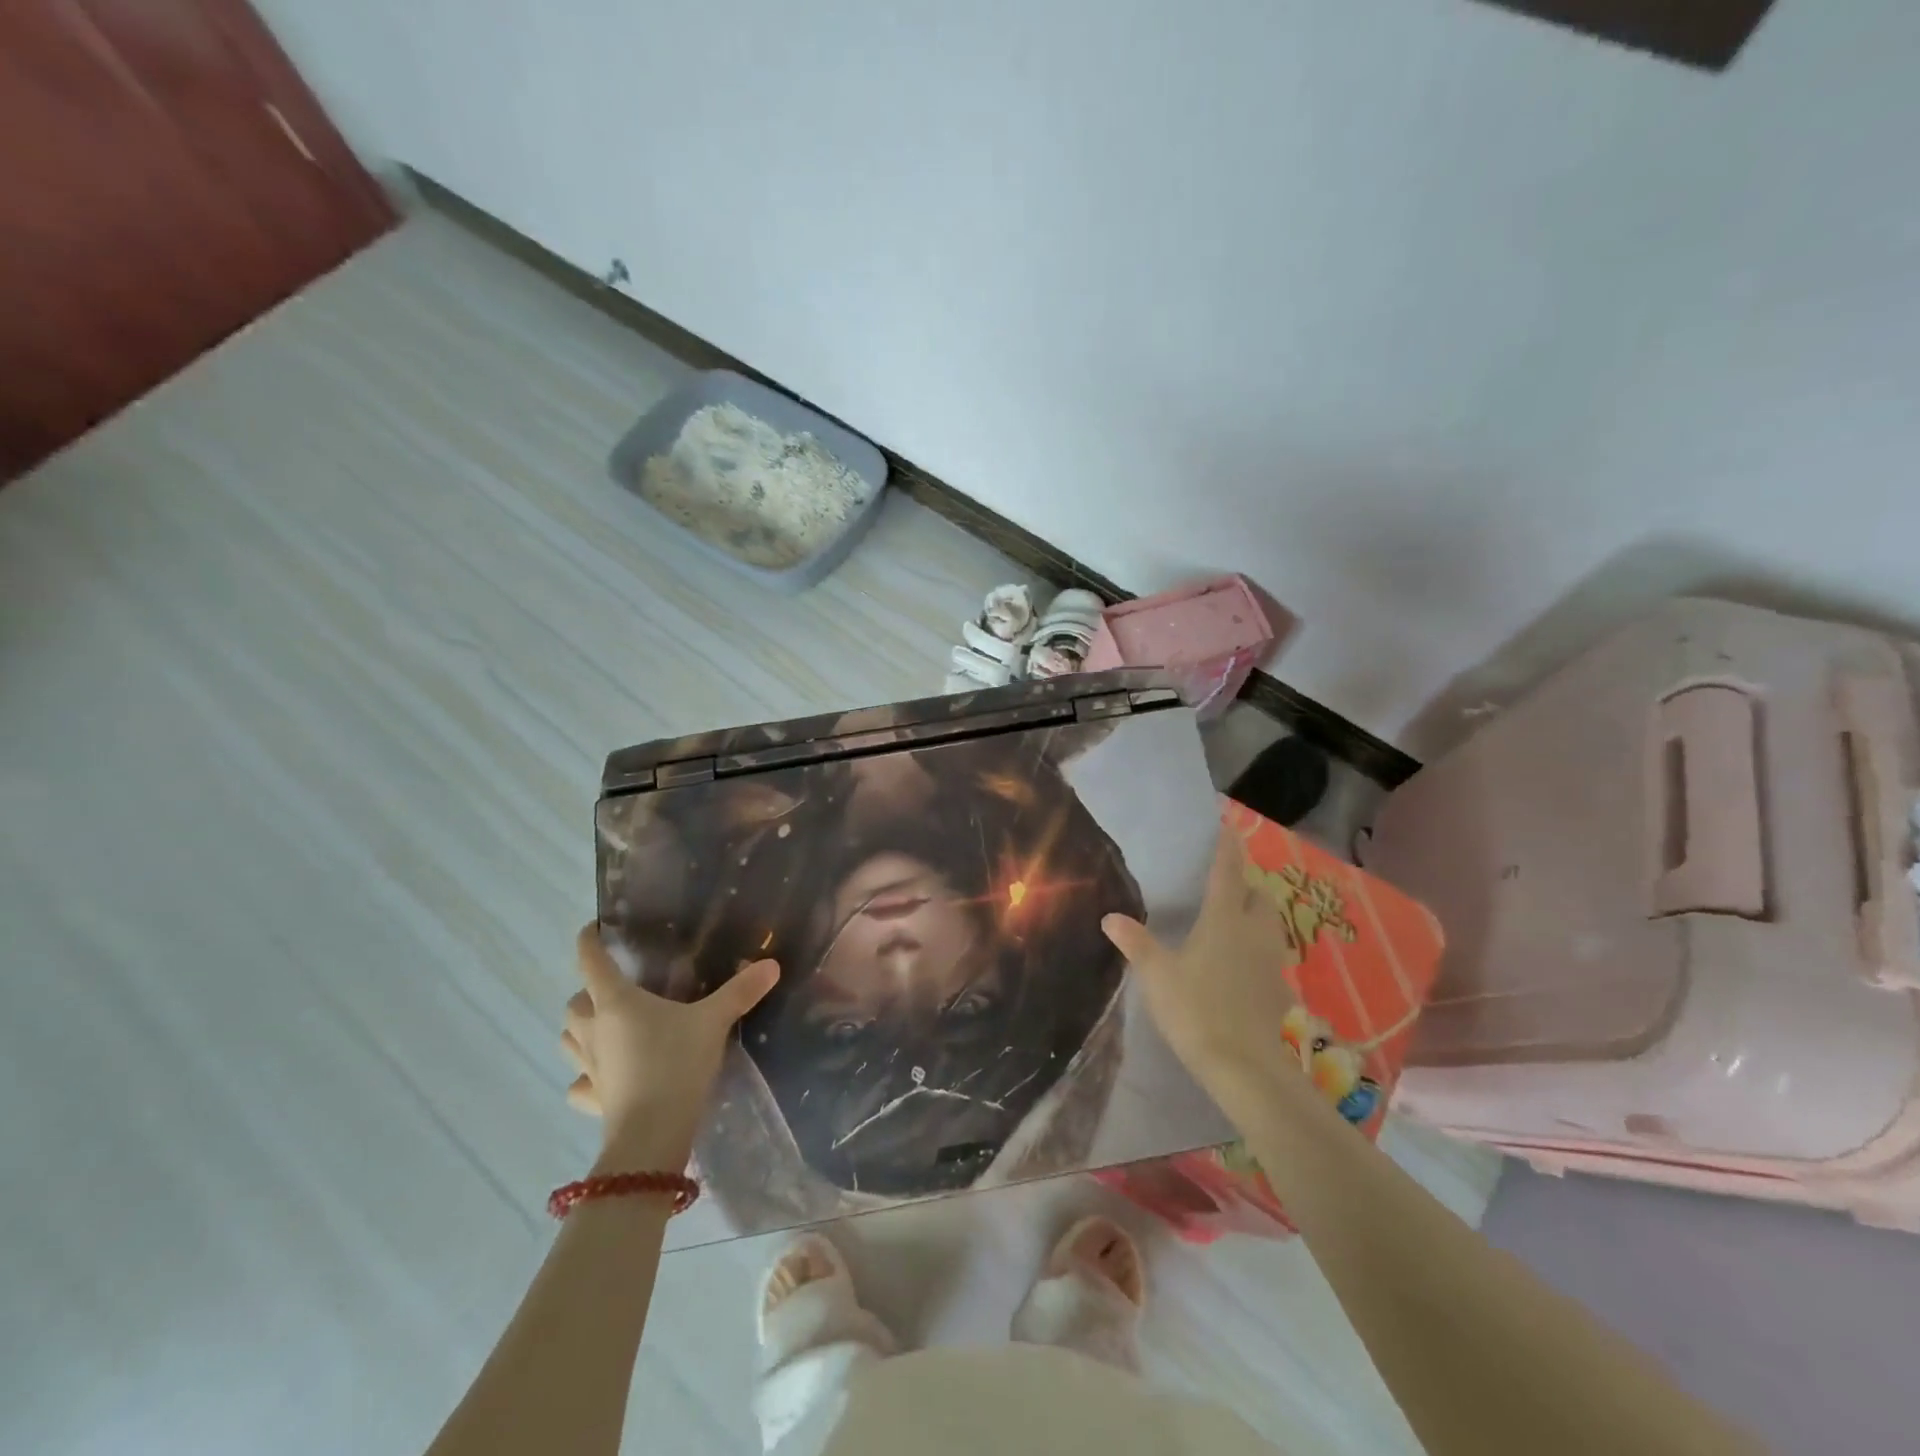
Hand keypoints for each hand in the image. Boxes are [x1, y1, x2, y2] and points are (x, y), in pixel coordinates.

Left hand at [562, 924, 778, 1168]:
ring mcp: (588, 1067)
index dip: (589, 940)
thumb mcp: (713, 1022)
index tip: (594, 928)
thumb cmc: (676, 1064)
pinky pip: (578, 1083)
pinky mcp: (591, 1100)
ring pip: (568, 1040)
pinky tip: (604, 1077)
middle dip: (587, 992)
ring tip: (606, 1027)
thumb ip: (740, 992)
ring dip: (580, 1030)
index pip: (591, 960)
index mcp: (616, 1001)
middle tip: (616, 988)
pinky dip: (585, 1077)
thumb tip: (772, 964)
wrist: (652, 1136)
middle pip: (574, 1002)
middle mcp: (594, 1029)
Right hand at [1101, 823, 1301, 1124]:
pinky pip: (1269, 953)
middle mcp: (1253, 932)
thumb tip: (1110, 916)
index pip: (1228, 872)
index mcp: (1224, 918)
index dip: (1227, 848)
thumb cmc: (1196, 1008)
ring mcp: (1271, 961)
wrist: (1243, 1066)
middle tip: (1222, 884)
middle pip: (1258, 895)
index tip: (1228, 828)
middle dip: (1245, 884)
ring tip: (1231, 919)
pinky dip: (1256, 946)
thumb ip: (1135, 942)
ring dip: (1255, 914)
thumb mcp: (1156, 974)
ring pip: (1269, 924)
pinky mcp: (1278, 988)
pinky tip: (1237, 963)